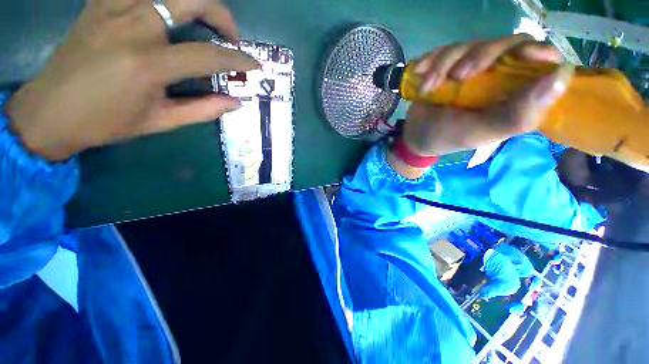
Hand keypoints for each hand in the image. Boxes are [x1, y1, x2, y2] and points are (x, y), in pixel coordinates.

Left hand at [6, 0, 259, 160]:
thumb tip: (235, 102)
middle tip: (230, 36)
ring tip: (204, 21)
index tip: (254, 64)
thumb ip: (203, 110)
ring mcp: (113, 9)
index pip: (208, 55)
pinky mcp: (100, 4)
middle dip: (221, 15)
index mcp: (148, 64)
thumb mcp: (160, 121)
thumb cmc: (106, 122)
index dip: (238, 59)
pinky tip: (166, 13)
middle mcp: (132, 26)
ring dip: (194, 2)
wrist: (50, 111)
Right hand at [389, 35, 573, 177]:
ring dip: (444, 64)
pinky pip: (444, 50)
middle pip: (504, 44)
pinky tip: (420, 74)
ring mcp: (471, 68)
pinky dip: (430, 61)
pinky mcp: (448, 66)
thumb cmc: (450, 137)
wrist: (417, 136)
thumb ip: (521, 113)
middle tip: (458, 77)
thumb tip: (564, 73)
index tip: (522, 55)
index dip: (536, 51)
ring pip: (469, 44)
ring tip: (428, 87)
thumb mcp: (484, 132)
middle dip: (480, 55)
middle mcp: (498, 75)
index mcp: (514, 92)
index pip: (540, 59)